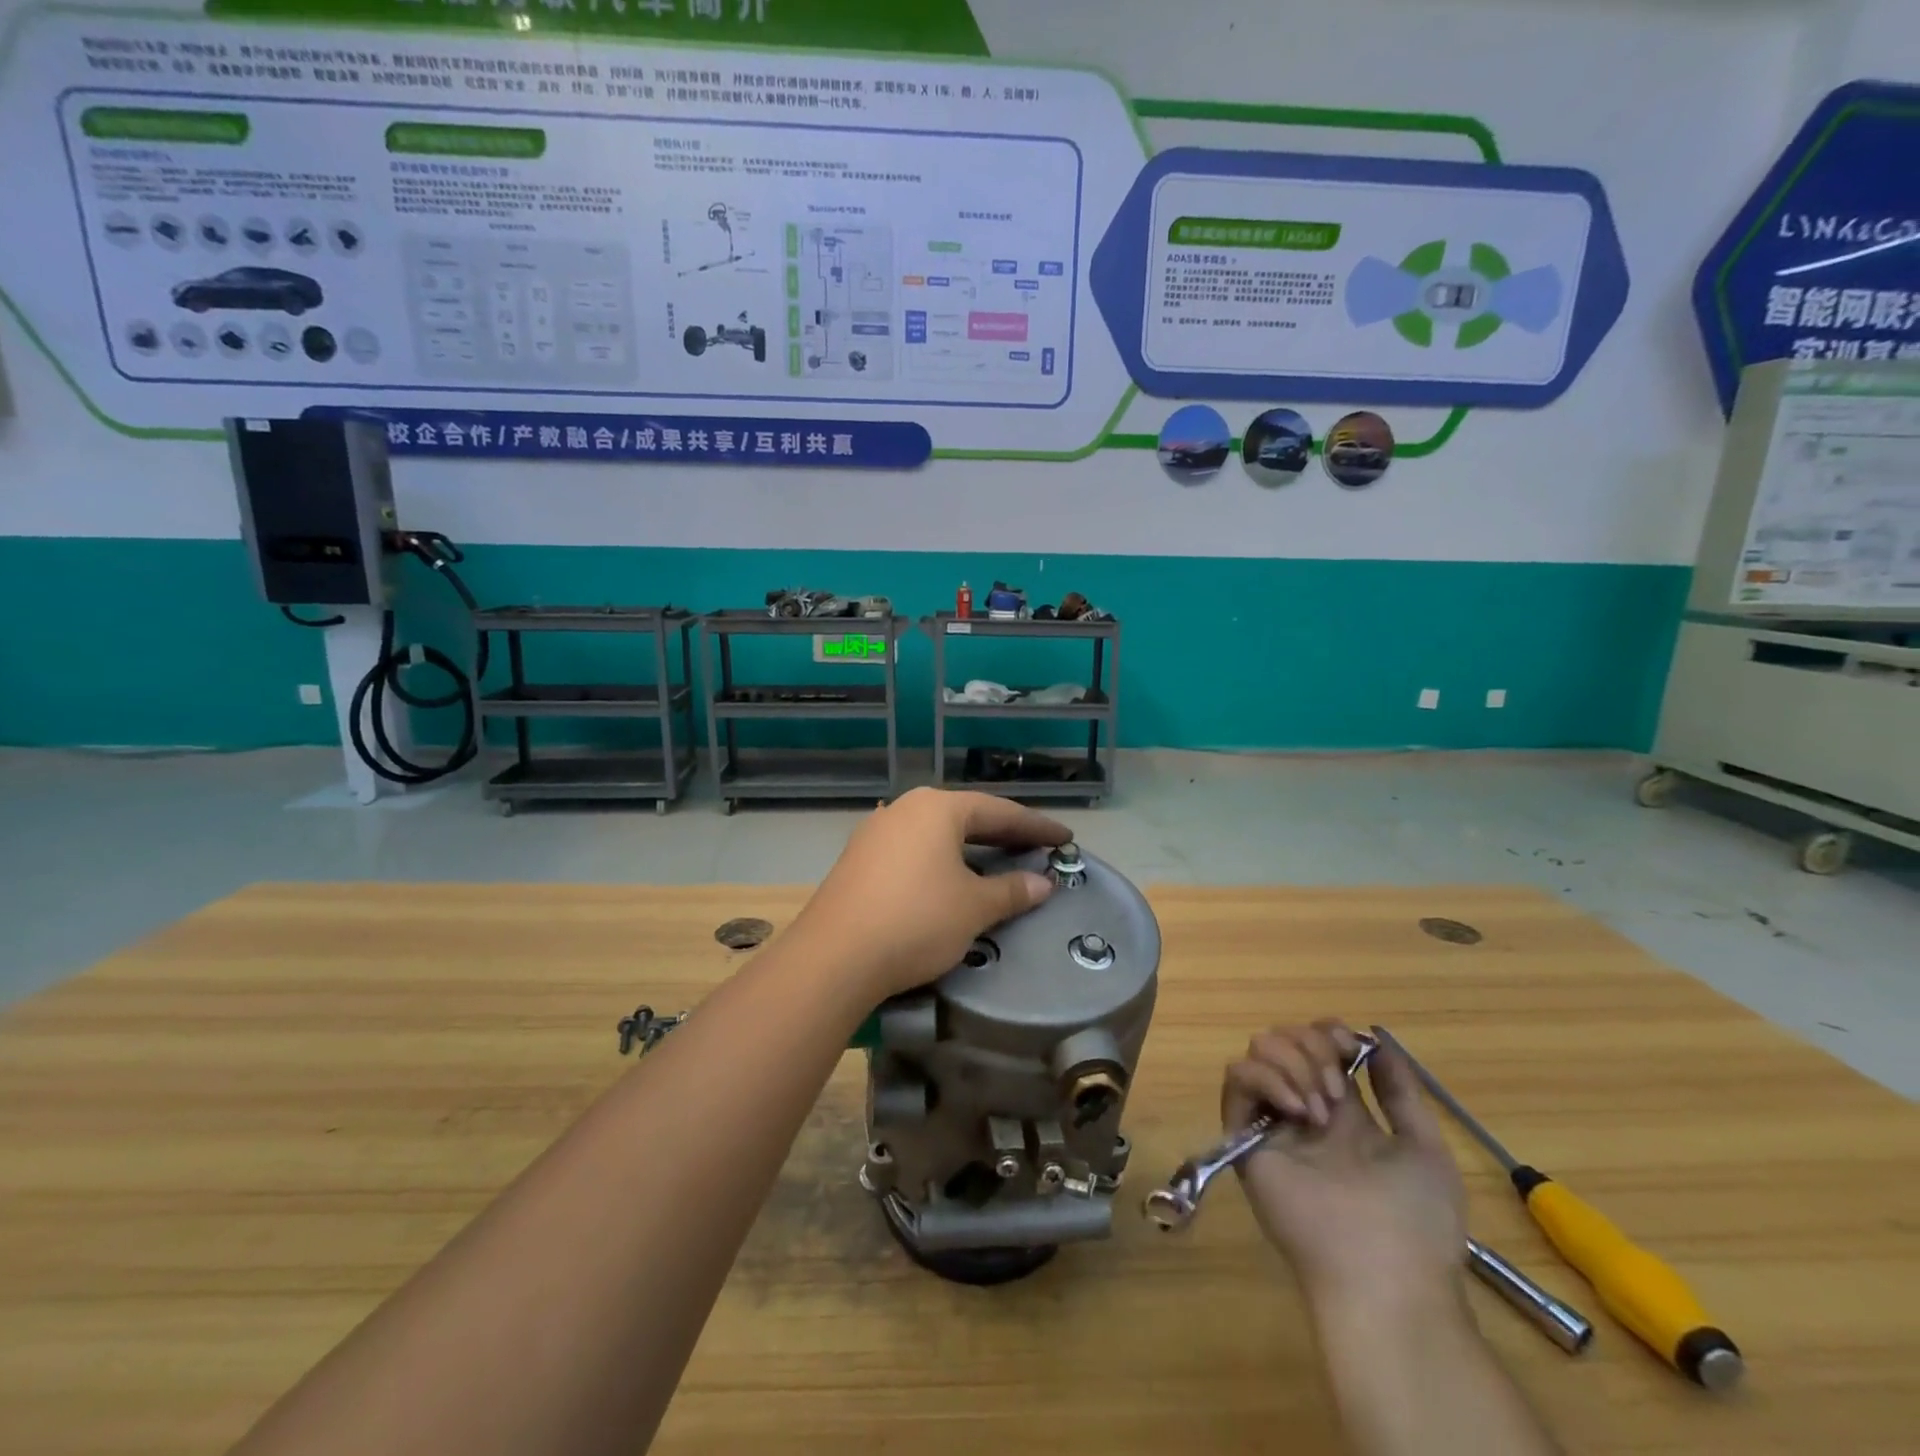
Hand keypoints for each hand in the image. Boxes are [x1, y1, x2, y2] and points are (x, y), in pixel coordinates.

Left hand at [791, 788, 1069, 1000]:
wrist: (834, 957)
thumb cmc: (916, 921)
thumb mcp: (974, 908)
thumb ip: (1012, 890)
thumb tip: (1042, 883)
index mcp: (937, 808)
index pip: (999, 811)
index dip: (1035, 826)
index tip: (1065, 837)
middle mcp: (905, 809)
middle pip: (966, 816)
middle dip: (1002, 833)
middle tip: (1035, 847)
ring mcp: (877, 832)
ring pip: (936, 834)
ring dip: (970, 848)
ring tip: (996, 860)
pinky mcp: (859, 859)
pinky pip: (913, 850)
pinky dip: (941, 860)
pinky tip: (949, 878)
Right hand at [1223, 1022, 1467, 1312]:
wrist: (1384, 1273)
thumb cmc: (1415, 1219)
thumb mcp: (1425, 1149)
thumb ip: (1401, 1094)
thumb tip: (1378, 1042)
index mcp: (1343, 1114)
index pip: (1318, 1046)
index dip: (1328, 1031)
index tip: (1349, 1044)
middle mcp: (1303, 1110)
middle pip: (1286, 1039)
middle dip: (1313, 1045)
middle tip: (1337, 1089)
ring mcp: (1272, 1121)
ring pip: (1259, 1050)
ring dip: (1293, 1063)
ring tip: (1319, 1109)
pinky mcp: (1244, 1135)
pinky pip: (1237, 1079)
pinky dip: (1266, 1079)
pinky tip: (1297, 1111)